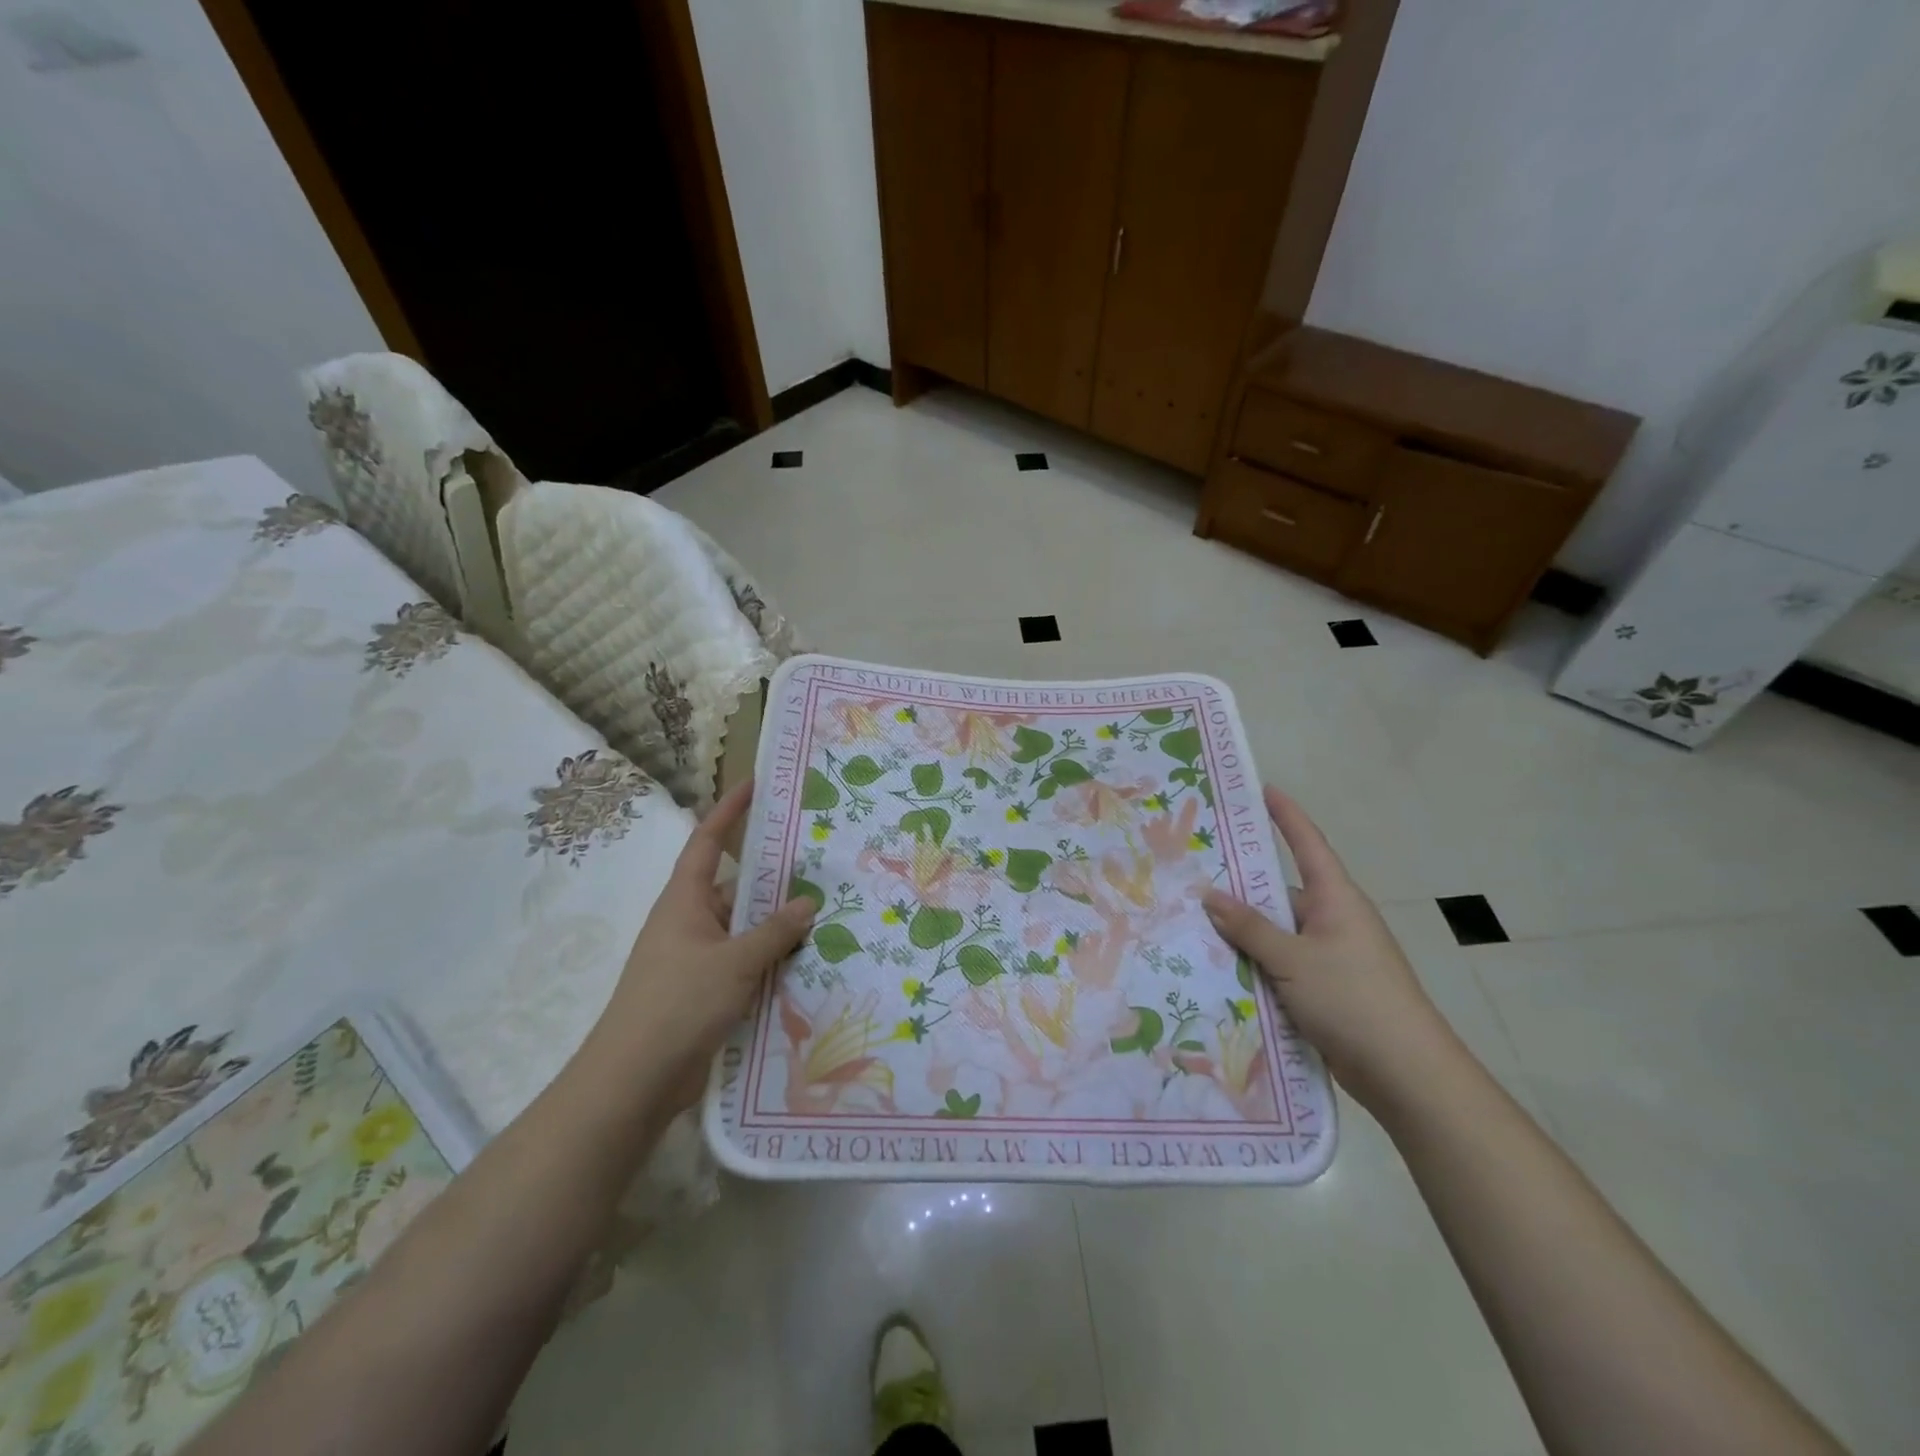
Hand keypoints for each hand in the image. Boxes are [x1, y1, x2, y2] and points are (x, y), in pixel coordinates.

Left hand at [590, 780, 814, 1104]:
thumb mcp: (735, 962)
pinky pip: (743, 963)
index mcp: (685, 901)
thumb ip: (775, 931)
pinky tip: (805, 964)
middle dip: (772, 878)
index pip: (707, 841)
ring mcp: (695, 959)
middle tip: (818, 863)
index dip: (729, 810)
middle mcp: (688, 922)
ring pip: (743, 929)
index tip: (755, 784)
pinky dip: (769, 960)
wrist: (634, 1081)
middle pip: (735, 888)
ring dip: (776, 925)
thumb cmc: (678, 1004)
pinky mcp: (703, 993)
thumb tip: (808, 902)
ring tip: (825, 915)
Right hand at [1202, 785, 1459, 1113]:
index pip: (1307, 844)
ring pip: (1276, 932)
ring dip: (1243, 932)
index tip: (1262, 789)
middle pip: (1280, 892)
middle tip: (1194, 870)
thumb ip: (1250, 927)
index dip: (1286, 816)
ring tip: (1191, 922)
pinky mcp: (1324, 989)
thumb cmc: (1353, 999)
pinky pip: (1280, 963)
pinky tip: (1218, 967)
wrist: (1405, 1073)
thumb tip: (1209, 894)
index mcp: (1336, 899)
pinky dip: (1254, 963)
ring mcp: (1330, 956)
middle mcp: (1333, 920)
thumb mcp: (1293, 959)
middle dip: (1241, 885)